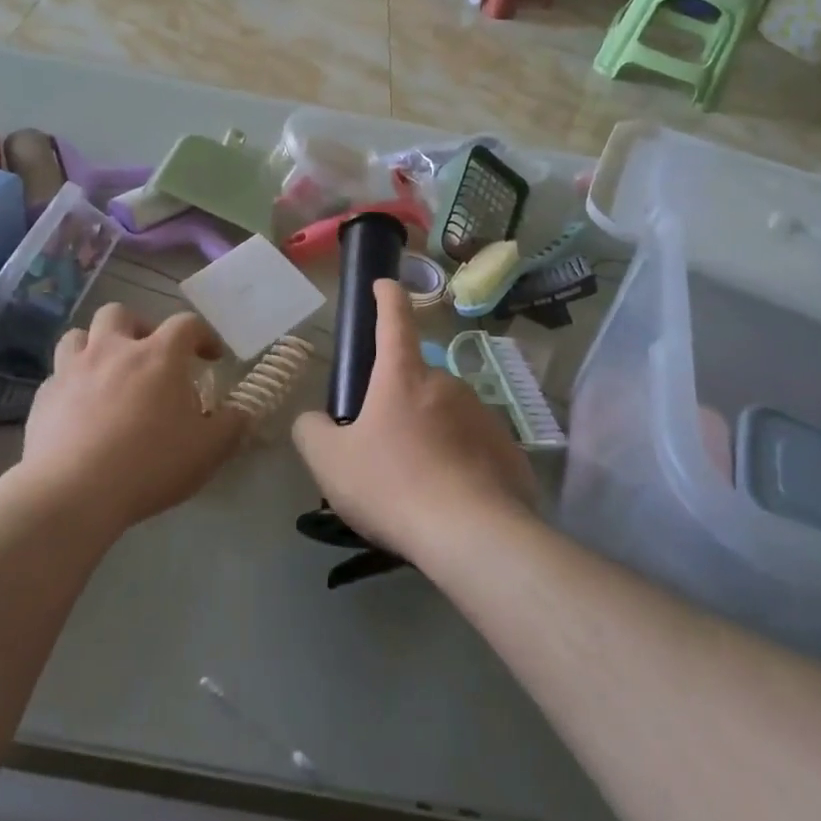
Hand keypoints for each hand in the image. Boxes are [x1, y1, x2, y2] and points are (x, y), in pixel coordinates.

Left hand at [21, 304, 247, 529]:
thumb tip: (241, 413)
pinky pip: (57, 375)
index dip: (203, 336)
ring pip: (79, 335)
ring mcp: (72, 369)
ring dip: (96, 346)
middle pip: (121, 313)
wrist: (73, 492)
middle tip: (150, 356)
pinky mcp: (44, 396)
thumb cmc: (150, 465)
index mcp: (158, 355)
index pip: (187, 324)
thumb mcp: (208, 451)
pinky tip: (79, 409)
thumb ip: (231, 426)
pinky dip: (72, 383)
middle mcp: (113, 349)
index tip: (212, 357)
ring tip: (108, 373)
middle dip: (139, 327)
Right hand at [292, 280, 537, 562]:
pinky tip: (449, 497)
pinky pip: (473, 446)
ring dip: (430, 433)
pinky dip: (459, 461)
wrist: (472, 536)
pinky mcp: (508, 449)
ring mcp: (483, 415)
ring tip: (416, 482)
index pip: (394, 319)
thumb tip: (315, 420)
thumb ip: (311, 431)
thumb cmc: (392, 485)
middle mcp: (447, 384)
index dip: (386, 296)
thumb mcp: (329, 462)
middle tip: (383, 446)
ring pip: (446, 415)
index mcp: (403, 376)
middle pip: (416, 380)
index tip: (384, 284)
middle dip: (399, 401)